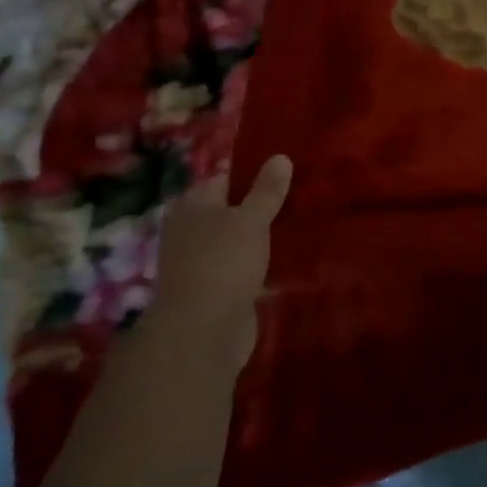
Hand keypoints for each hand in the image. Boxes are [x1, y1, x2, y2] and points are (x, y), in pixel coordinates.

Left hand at [141, 155, 292, 374]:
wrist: (204, 330)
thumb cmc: (223, 262)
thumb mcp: (251, 219)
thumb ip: (266, 191)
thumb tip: (281, 156)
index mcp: (192, 206)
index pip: (222, 180)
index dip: (251, 175)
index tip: (283, 174)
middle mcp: (190, 231)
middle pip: (228, 212)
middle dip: (256, 209)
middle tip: (297, 200)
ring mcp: (201, 264)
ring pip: (235, 243)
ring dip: (258, 240)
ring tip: (297, 229)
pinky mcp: (215, 292)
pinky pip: (241, 271)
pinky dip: (258, 268)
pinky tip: (285, 265)